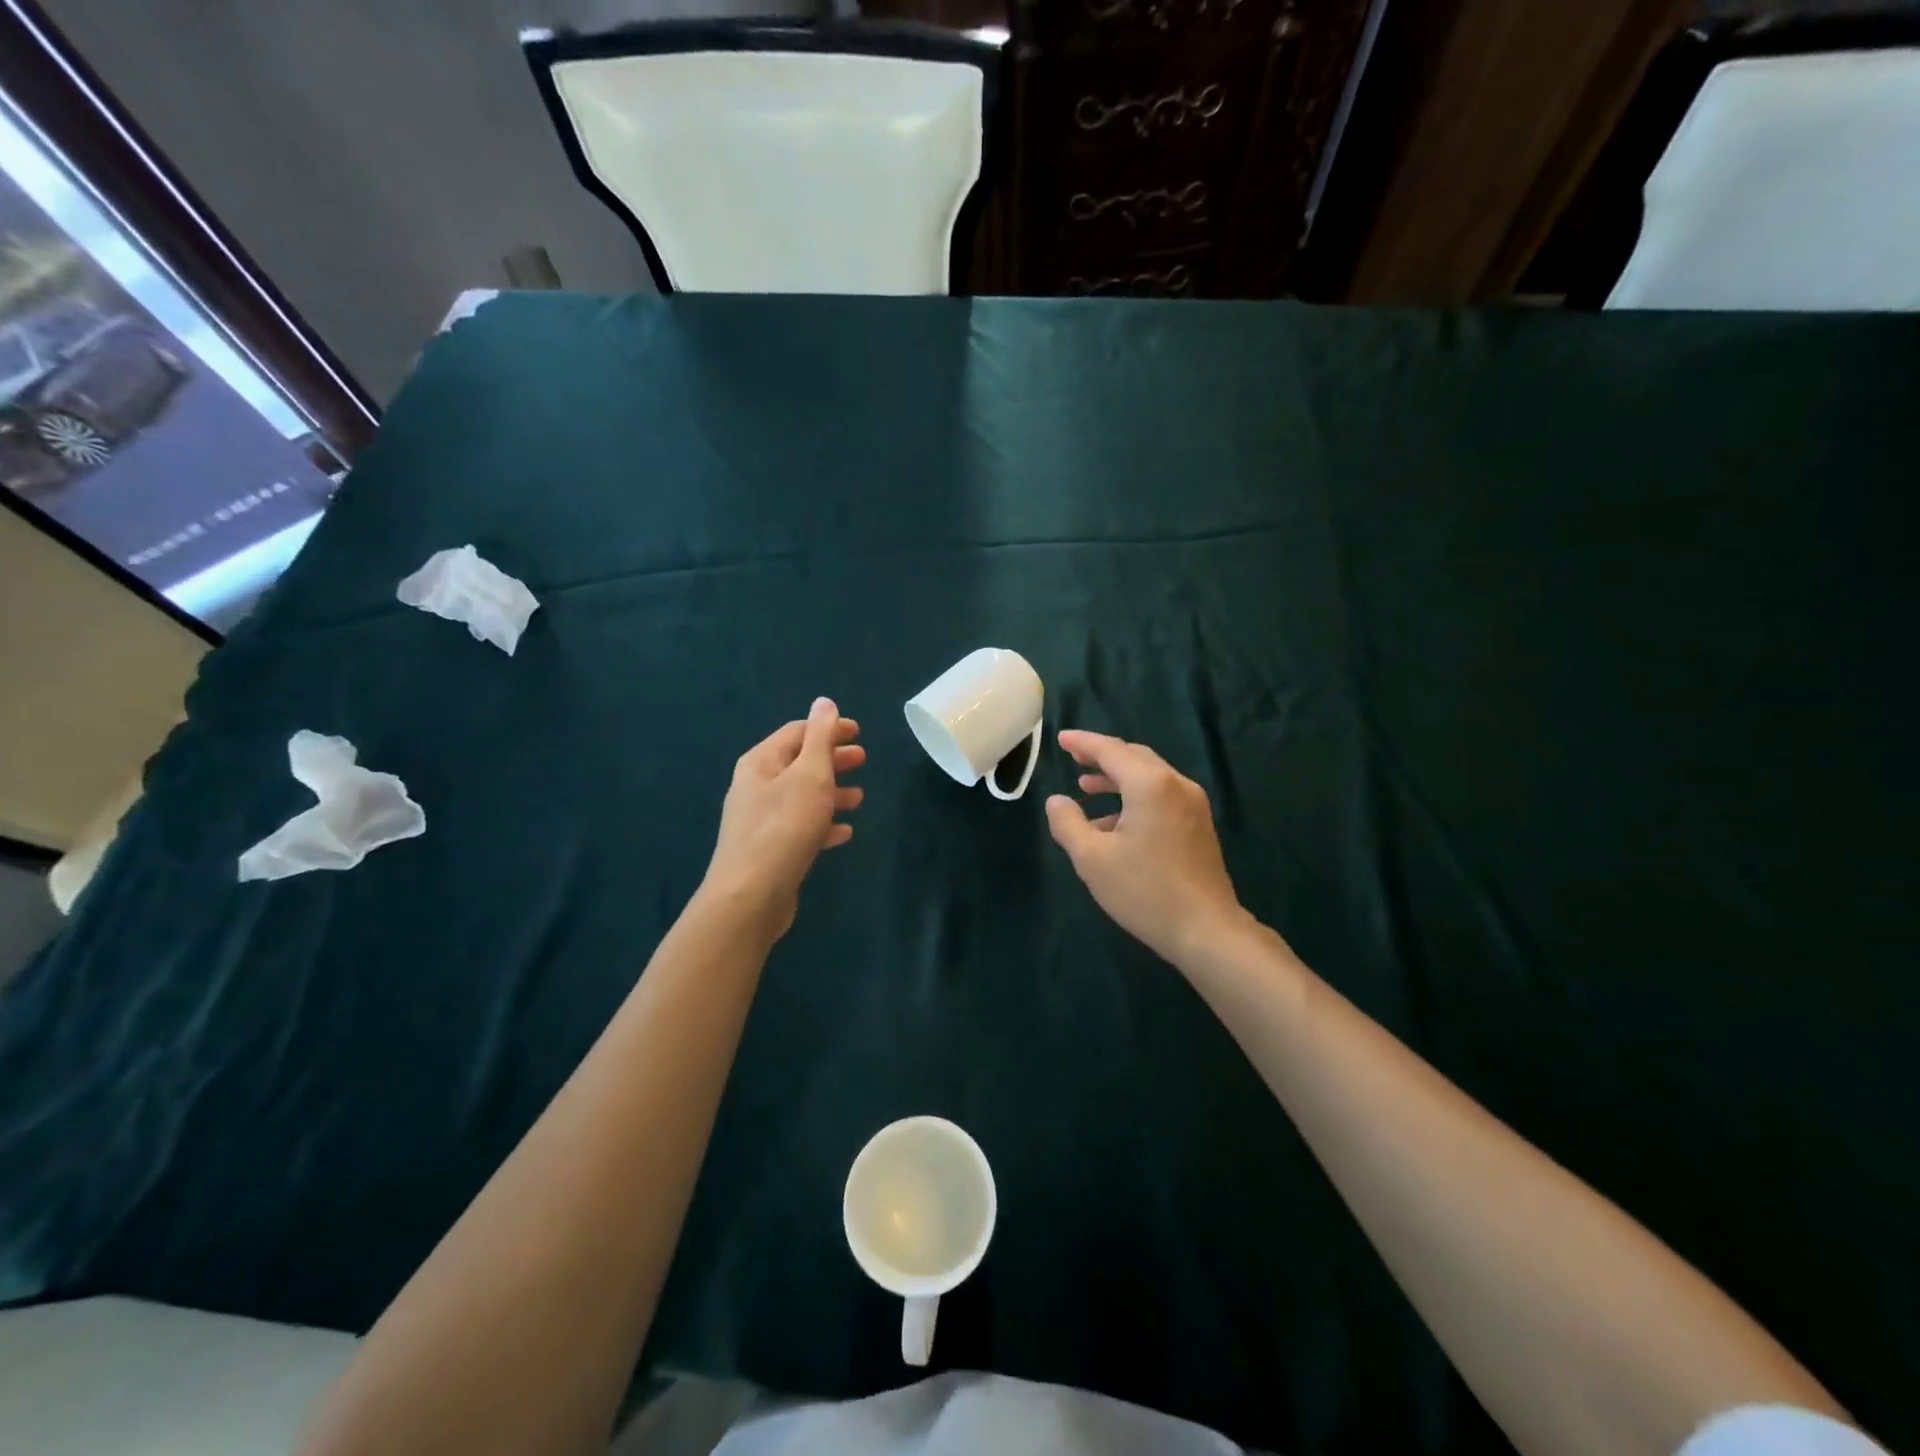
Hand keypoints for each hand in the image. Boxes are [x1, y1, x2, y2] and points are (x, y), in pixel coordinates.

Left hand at [702, 697, 863, 940]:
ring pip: (802, 796)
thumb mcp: (810, 775)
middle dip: (832, 759)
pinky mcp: (769, 849)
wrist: (751, 895)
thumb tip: (824, 702)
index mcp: (761, 762)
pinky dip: (823, 823)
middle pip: (799, 763)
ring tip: (859, 798)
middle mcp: (756, 785)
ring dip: (831, 792)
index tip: (859, 733)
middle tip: (863, 760)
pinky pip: (800, 827)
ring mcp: (760, 819)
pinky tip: (844, 832)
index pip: (798, 732)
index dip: (829, 728)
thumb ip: (820, 737)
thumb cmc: (785, 826)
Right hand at [1045, 729, 1245, 967]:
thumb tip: (1057, 801)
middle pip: (1134, 758)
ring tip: (1086, 788)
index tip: (1061, 739)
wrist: (1206, 930)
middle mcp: (1176, 785)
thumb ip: (1068, 823)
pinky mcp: (1199, 825)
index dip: (1083, 743)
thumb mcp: (1092, 859)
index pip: (1111, 750)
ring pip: (1150, 777)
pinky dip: (1135, 797)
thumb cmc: (1144, 891)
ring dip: (1117, 778)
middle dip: (1102, 756)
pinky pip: (1162, 796)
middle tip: (1074, 757)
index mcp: (1150, 785)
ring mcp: (1193, 805)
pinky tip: (1115, 823)